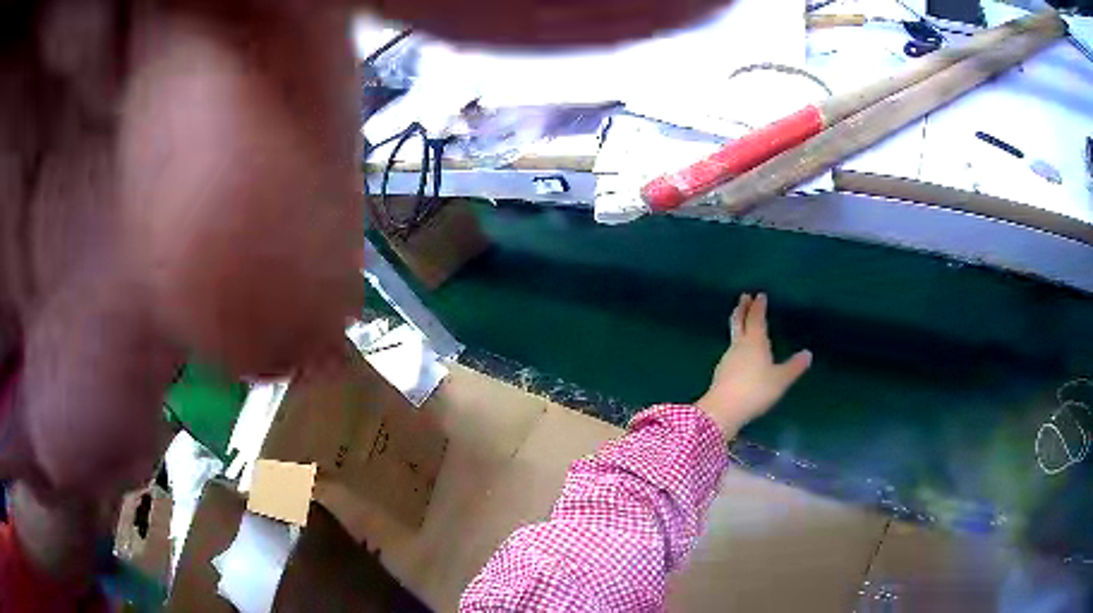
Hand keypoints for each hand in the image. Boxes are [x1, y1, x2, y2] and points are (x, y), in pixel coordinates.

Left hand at [696, 293, 811, 435]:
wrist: (723, 409)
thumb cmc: (756, 390)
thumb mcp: (780, 380)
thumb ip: (794, 367)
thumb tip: (808, 354)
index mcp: (755, 341)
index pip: (756, 318)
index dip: (758, 306)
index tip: (759, 295)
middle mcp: (739, 345)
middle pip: (739, 322)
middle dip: (742, 308)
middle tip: (743, 297)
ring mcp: (728, 358)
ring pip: (733, 336)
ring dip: (738, 325)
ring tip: (743, 322)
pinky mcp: (721, 372)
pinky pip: (731, 351)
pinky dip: (736, 344)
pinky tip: (739, 353)